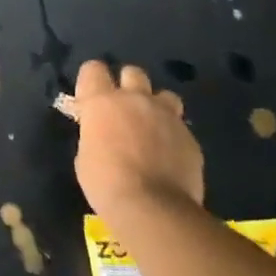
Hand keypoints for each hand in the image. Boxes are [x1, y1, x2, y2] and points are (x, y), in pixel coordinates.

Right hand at [72, 60, 203, 214]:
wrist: (152, 207)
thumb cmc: (105, 182)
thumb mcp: (86, 155)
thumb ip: (95, 134)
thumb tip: (103, 133)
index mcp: (103, 102)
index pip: (93, 69)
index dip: (91, 81)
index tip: (90, 100)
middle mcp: (136, 100)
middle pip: (133, 72)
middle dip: (127, 86)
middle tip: (122, 110)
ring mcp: (167, 116)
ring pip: (164, 94)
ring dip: (155, 106)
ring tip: (151, 128)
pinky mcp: (190, 136)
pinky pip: (179, 125)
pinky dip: (171, 134)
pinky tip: (167, 155)